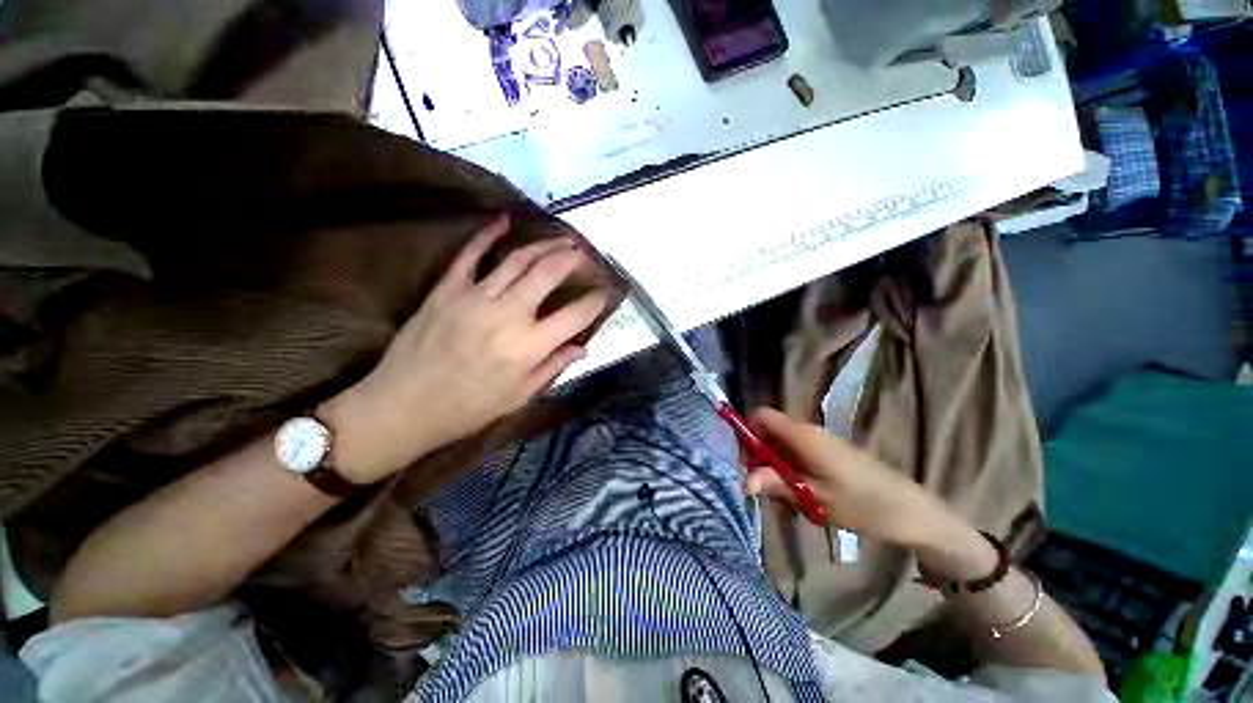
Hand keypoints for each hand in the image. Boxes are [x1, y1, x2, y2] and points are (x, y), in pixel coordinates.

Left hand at [320, 215, 609, 482]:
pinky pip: (470, 254)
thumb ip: (554, 366)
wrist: (403, 406)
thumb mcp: (520, 395)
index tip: (606, 292)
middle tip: (585, 254)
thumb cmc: (469, 408)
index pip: (576, 315)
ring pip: (518, 259)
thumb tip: (582, 347)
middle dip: (573, 258)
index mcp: (529, 346)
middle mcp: (508, 315)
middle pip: (549, 273)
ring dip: (544, 244)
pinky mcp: (447, 289)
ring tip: (562, 239)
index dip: (596, 300)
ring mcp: (475, 297)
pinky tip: (504, 220)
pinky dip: (487, 234)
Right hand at [742, 408, 970, 550]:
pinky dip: (793, 471)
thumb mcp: (814, 498)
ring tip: (790, 498)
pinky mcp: (831, 452)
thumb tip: (742, 481)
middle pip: (769, 431)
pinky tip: (807, 497)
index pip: (761, 415)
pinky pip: (798, 453)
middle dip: (761, 457)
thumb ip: (775, 484)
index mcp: (802, 435)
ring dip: (777, 467)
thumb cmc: (863, 504)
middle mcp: (808, 430)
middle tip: (768, 489)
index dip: (747, 432)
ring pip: (783, 445)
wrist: (912, 512)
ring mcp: (821, 440)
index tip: (748, 462)